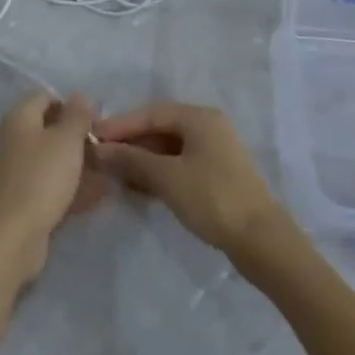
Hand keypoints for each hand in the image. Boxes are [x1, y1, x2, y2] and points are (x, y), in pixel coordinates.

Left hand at [0, 93, 104, 283]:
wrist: (12, 237)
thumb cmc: (41, 178)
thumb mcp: (67, 140)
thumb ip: (77, 115)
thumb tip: (79, 96)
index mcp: (19, 117)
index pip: (46, 97)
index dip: (71, 106)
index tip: (95, 122)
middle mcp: (13, 138)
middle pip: (49, 129)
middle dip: (78, 138)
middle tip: (104, 150)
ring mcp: (16, 170)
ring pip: (52, 159)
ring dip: (78, 165)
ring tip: (107, 174)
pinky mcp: (21, 198)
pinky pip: (50, 184)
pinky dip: (71, 187)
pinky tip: (96, 196)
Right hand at [94, 102, 284, 258]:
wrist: (261, 241)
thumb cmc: (212, 198)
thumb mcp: (167, 177)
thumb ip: (132, 159)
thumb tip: (100, 150)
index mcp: (199, 117)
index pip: (150, 113)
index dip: (120, 124)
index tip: (93, 138)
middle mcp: (207, 127)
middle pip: (159, 129)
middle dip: (130, 143)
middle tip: (101, 158)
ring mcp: (213, 152)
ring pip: (168, 149)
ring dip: (141, 160)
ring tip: (114, 175)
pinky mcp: (215, 176)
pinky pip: (178, 165)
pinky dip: (157, 173)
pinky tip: (138, 188)